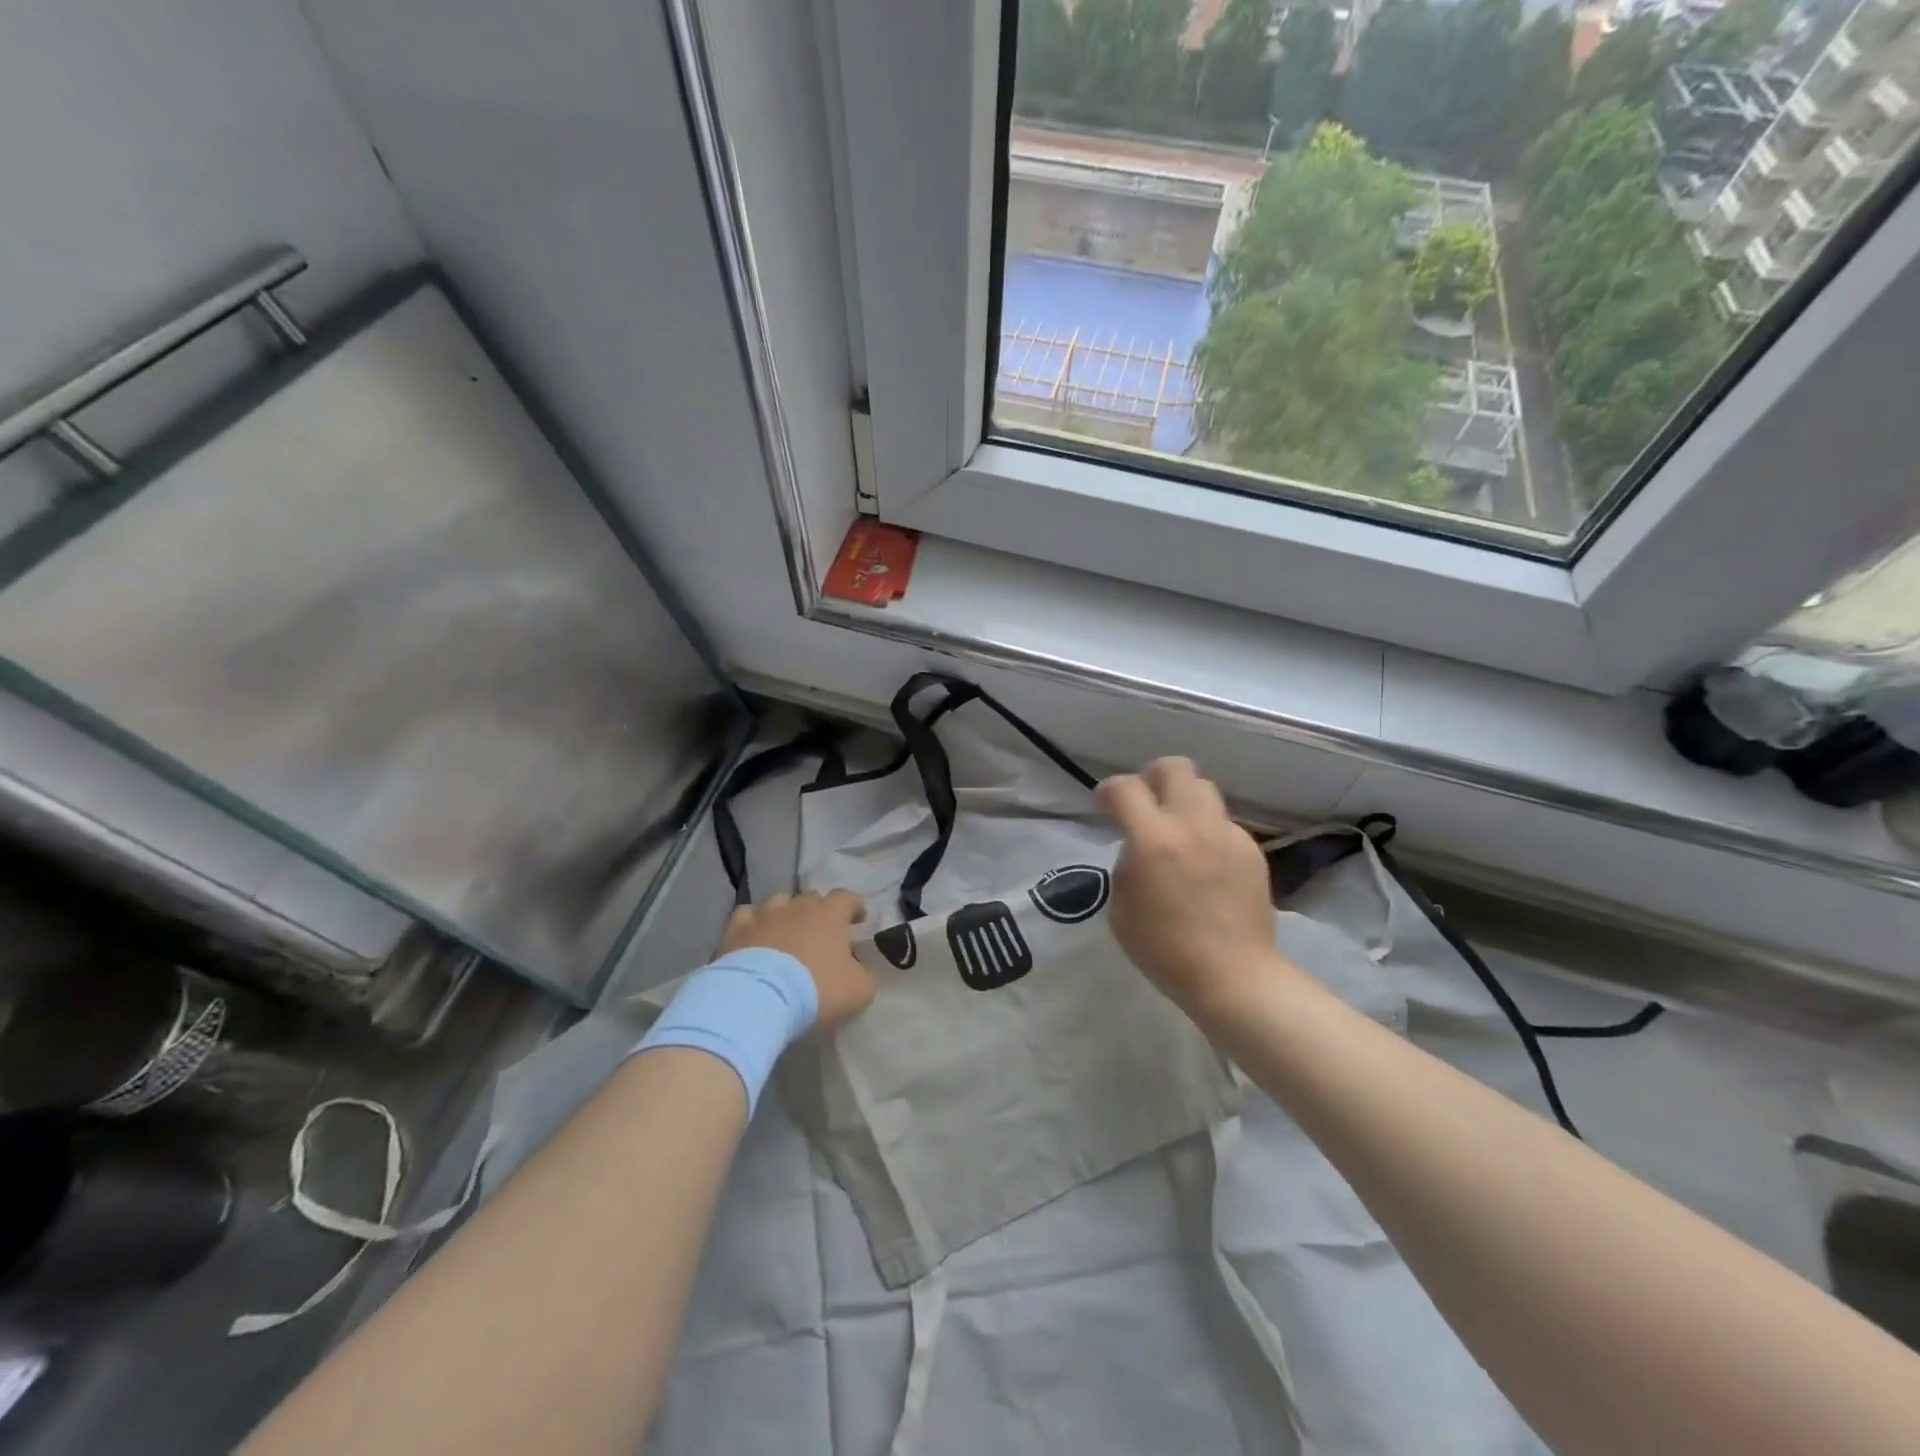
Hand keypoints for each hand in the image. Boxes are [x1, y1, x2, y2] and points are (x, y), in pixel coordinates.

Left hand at [718, 891, 875, 1031]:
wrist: (757, 999)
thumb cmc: (816, 990)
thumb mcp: (859, 990)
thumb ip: (865, 974)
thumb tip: (858, 968)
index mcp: (830, 913)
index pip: (847, 898)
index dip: (854, 907)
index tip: (858, 919)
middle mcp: (797, 906)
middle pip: (811, 897)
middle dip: (819, 911)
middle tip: (821, 933)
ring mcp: (764, 915)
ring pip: (778, 902)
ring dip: (785, 914)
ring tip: (785, 934)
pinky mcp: (735, 930)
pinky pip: (746, 916)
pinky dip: (753, 924)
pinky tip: (754, 938)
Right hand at [1096, 758, 1290, 1019]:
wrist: (1233, 975)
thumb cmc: (1164, 950)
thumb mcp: (1121, 908)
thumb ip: (1126, 864)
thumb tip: (1138, 847)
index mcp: (1152, 840)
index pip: (1125, 788)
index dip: (1108, 790)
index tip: (1104, 805)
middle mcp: (1191, 825)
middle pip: (1174, 767)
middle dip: (1152, 777)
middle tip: (1145, 803)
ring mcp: (1226, 834)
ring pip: (1204, 788)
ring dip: (1183, 800)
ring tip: (1177, 829)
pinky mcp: (1251, 849)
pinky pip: (1224, 823)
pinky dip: (1208, 831)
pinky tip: (1205, 862)